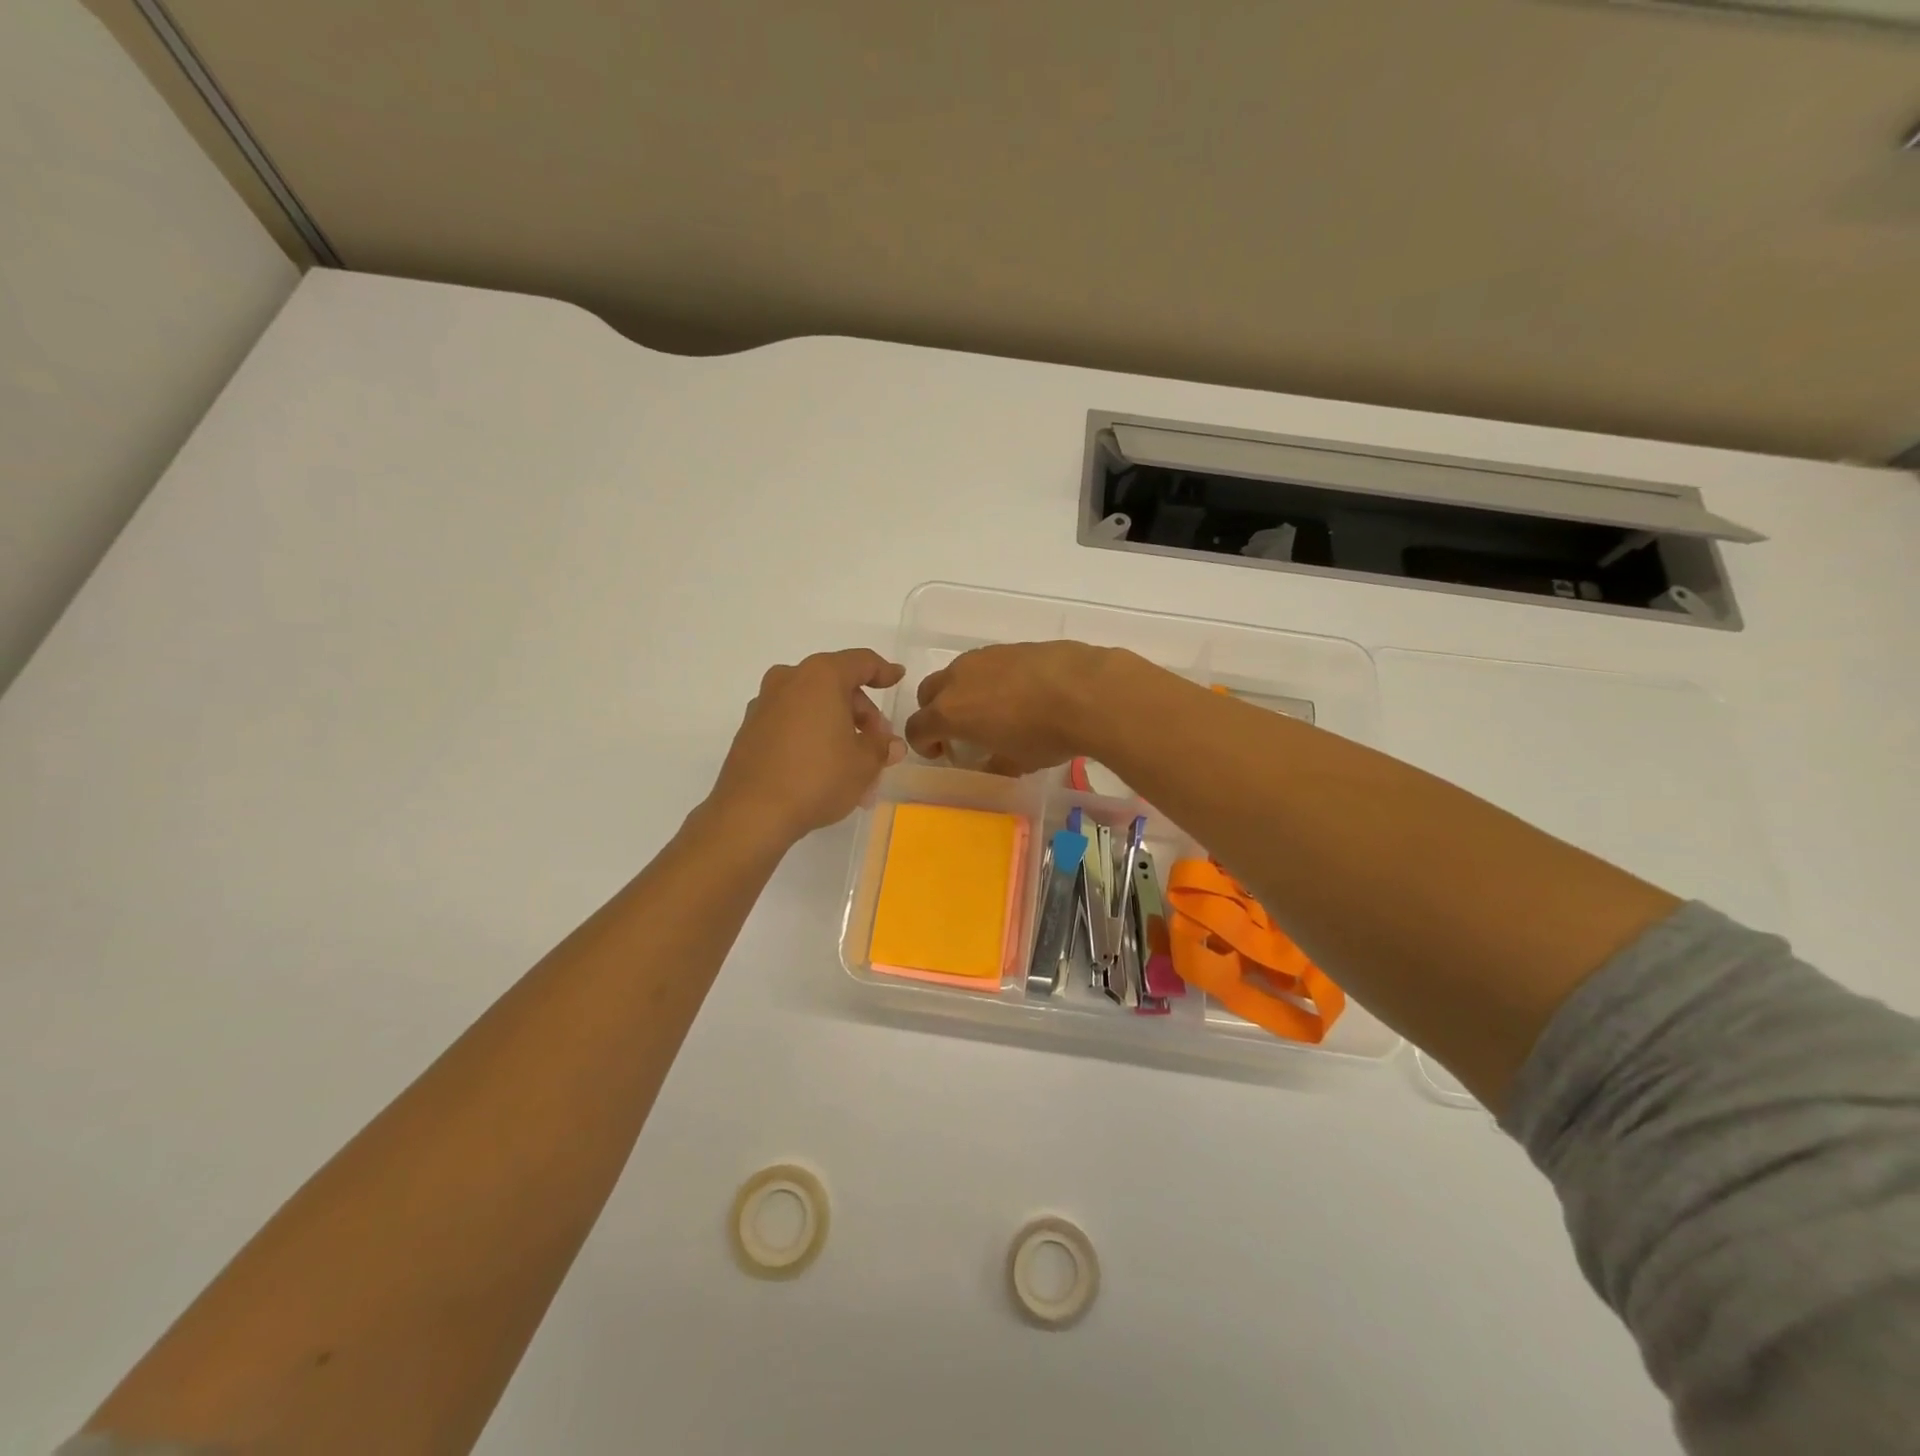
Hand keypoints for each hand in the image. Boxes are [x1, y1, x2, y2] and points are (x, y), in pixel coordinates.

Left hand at [708, 649, 906, 842]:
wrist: (752, 813)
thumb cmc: (817, 778)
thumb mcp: (864, 764)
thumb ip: (881, 747)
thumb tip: (891, 745)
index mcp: (821, 677)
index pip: (861, 662)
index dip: (884, 671)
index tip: (897, 679)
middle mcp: (789, 680)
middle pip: (835, 684)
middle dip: (861, 711)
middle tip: (876, 741)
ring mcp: (764, 704)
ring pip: (812, 705)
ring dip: (836, 726)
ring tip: (853, 762)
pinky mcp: (749, 730)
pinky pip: (791, 722)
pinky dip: (811, 735)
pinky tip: (822, 766)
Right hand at [903, 642, 1117, 775]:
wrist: (1086, 690)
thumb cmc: (1044, 735)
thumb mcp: (1018, 763)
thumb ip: (995, 764)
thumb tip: (993, 763)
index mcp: (949, 712)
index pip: (917, 728)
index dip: (923, 745)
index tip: (941, 754)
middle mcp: (958, 679)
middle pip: (929, 693)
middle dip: (936, 712)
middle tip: (959, 730)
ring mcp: (984, 657)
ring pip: (958, 673)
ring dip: (963, 692)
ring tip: (992, 710)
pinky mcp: (1010, 646)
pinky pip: (987, 663)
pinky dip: (991, 679)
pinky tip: (1019, 693)